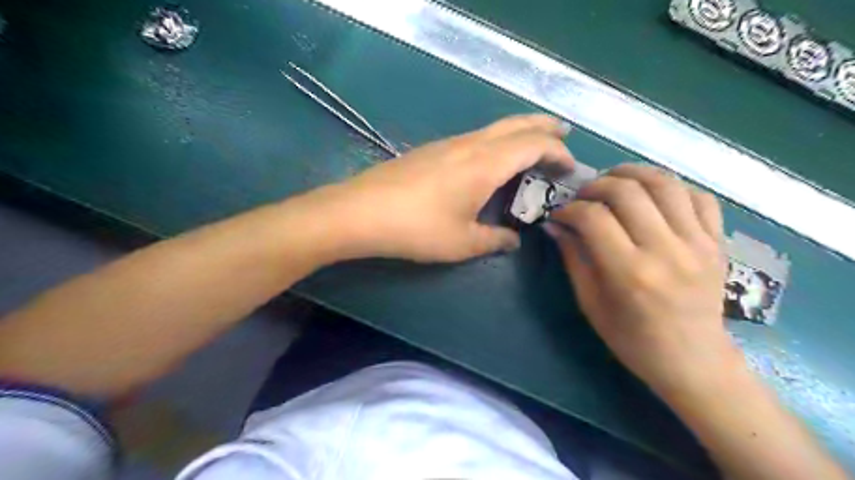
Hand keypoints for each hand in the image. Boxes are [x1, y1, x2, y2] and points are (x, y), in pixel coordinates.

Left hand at [308, 115, 574, 262]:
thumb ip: (494, 240)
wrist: (361, 212)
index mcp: (486, 163)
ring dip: (519, 132)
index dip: (557, 152)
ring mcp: (448, 143)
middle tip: (563, 132)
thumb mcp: (462, 242)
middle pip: (516, 124)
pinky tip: (491, 159)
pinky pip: (476, 137)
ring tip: (533, 144)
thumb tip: (513, 240)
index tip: (570, 167)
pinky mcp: (432, 149)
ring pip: (494, 128)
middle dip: (544, 126)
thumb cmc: (417, 228)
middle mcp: (471, 144)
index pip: (534, 144)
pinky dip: (496, 141)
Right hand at [547, 165, 741, 396]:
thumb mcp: (591, 304)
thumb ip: (573, 258)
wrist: (693, 360)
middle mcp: (666, 251)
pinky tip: (653, 197)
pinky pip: (699, 196)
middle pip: (627, 191)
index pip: (593, 218)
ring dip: (632, 174)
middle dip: (596, 185)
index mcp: (630, 273)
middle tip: (583, 197)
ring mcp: (698, 243)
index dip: (569, 209)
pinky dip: (671, 187)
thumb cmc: (632, 339)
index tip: (560, 215)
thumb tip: (554, 225)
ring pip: (665, 183)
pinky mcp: (718, 242)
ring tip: (614, 182)